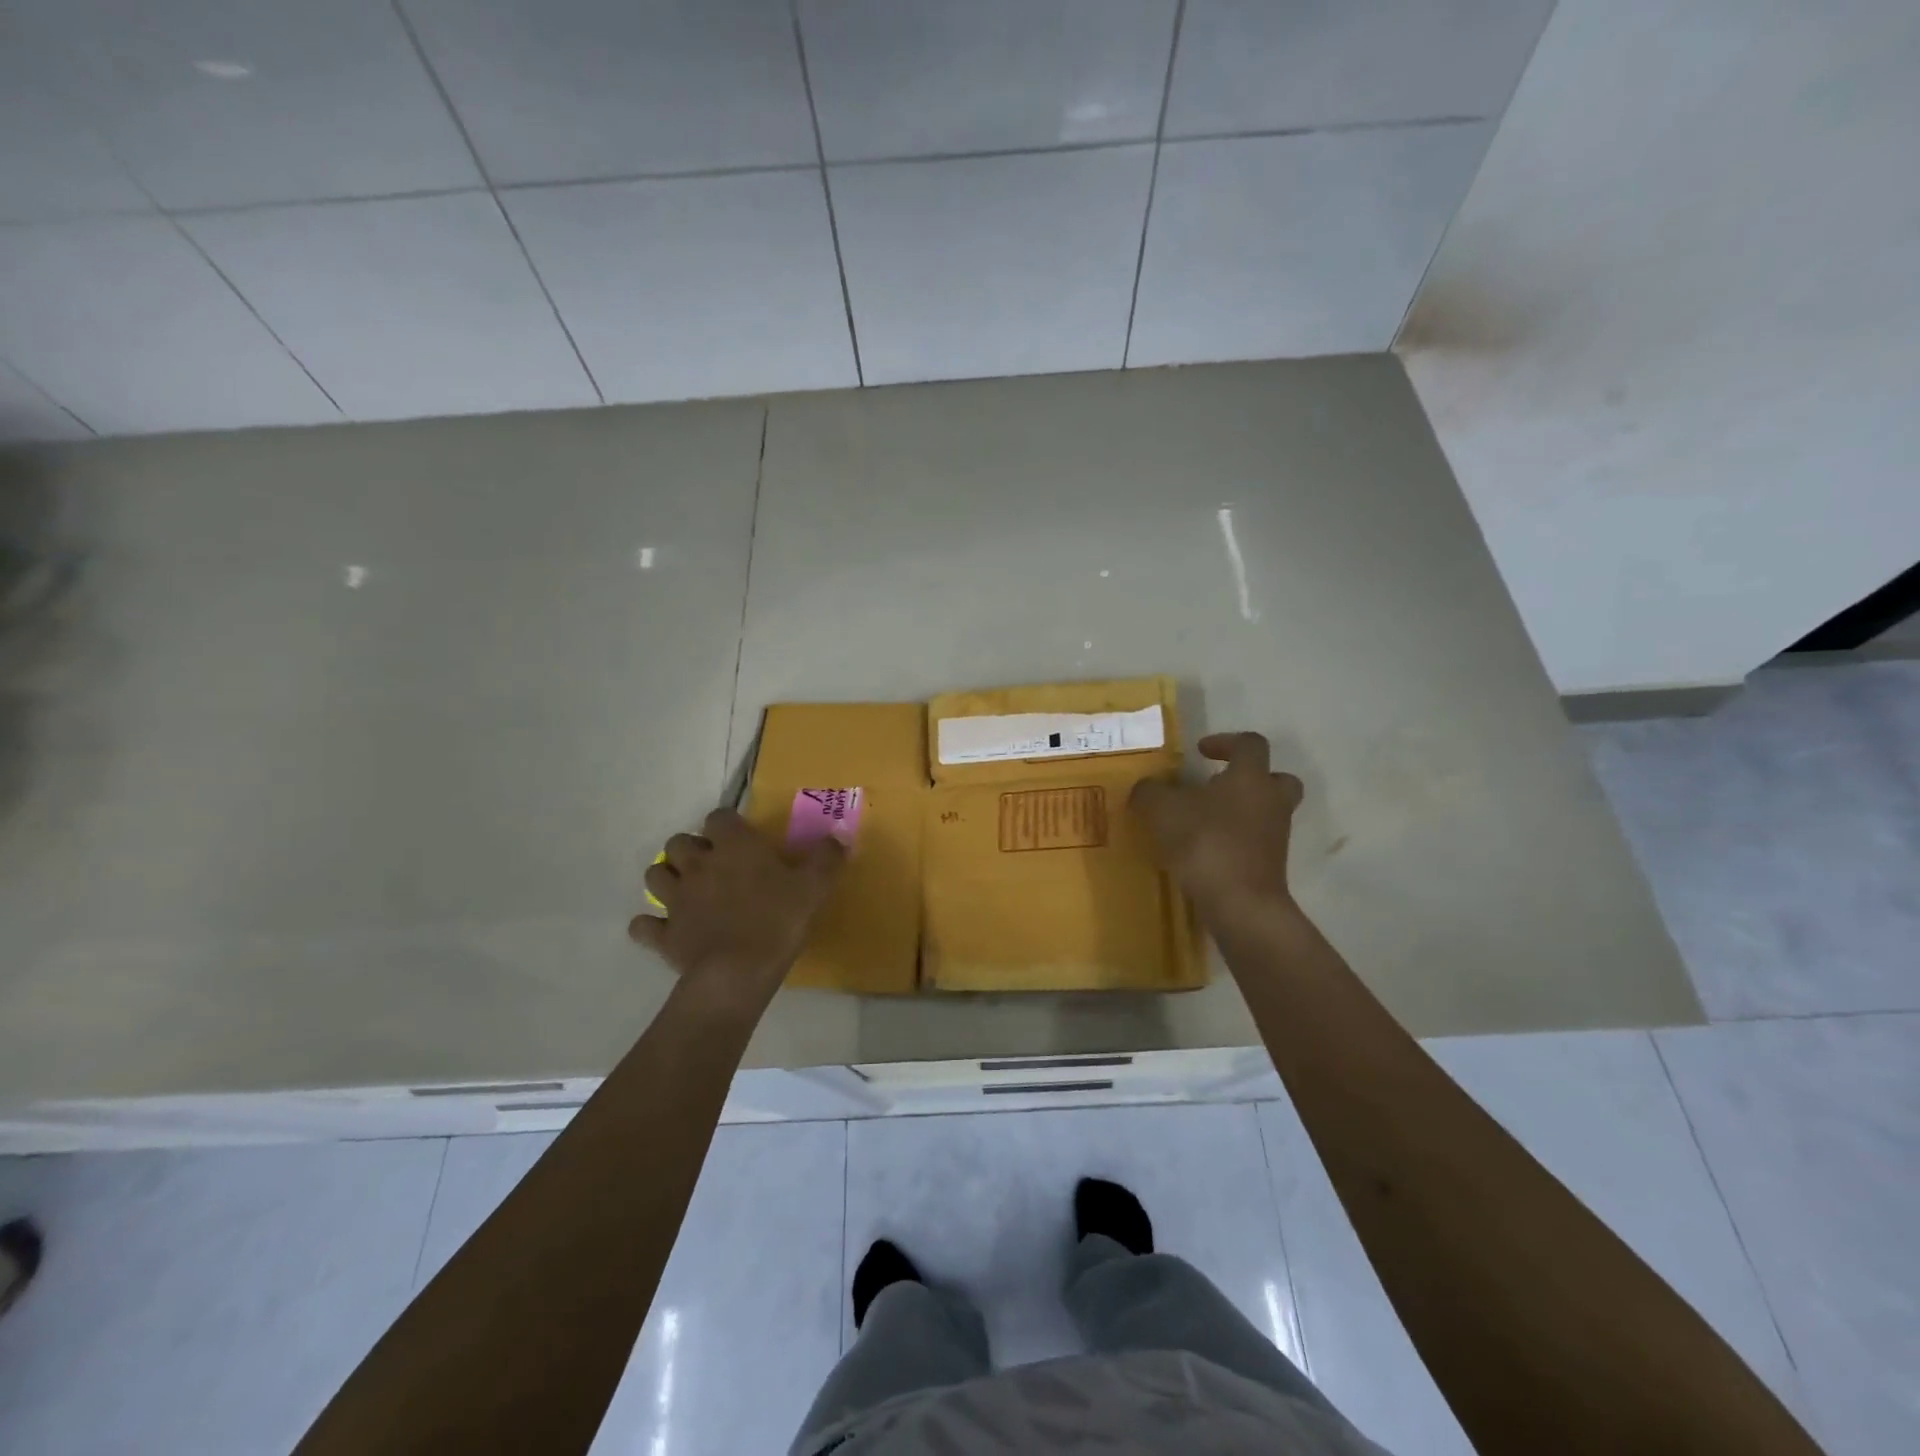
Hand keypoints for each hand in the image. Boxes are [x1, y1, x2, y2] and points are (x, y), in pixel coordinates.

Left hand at [628, 809, 844, 1011]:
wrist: (738, 973)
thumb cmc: (777, 921)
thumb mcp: (814, 888)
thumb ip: (826, 859)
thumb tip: (838, 836)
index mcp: (733, 847)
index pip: (719, 817)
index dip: (728, 825)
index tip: (742, 839)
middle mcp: (698, 865)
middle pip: (678, 842)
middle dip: (691, 849)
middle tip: (713, 865)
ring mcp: (675, 900)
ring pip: (655, 875)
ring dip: (667, 878)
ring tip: (686, 890)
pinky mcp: (663, 934)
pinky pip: (644, 925)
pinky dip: (650, 925)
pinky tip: (665, 929)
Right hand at [1130, 732, 1303, 917]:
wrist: (1240, 903)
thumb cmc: (1205, 842)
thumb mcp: (1162, 810)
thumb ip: (1150, 792)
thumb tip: (1146, 788)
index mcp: (1250, 777)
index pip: (1250, 744)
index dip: (1226, 742)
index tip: (1200, 752)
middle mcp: (1271, 801)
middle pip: (1277, 778)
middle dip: (1251, 778)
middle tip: (1219, 785)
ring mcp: (1275, 836)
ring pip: (1267, 812)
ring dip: (1242, 811)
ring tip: (1204, 820)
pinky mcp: (1270, 866)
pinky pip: (1256, 842)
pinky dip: (1236, 841)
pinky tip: (1206, 850)